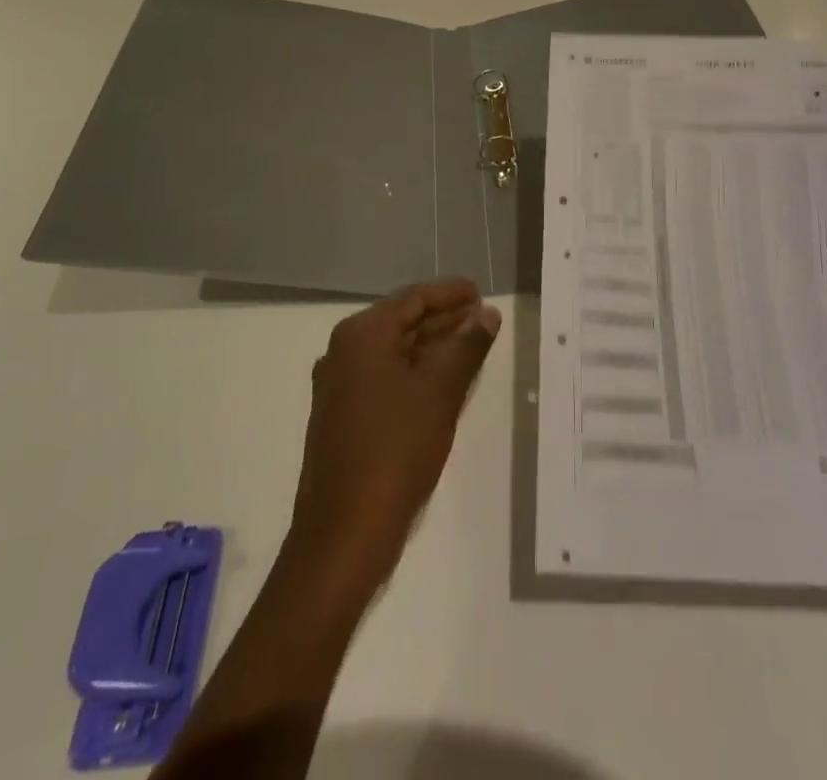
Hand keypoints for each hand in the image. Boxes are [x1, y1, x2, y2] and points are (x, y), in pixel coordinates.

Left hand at [288, 279, 501, 594]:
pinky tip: (444, 383)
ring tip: (472, 347)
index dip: (450, 293)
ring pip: (394, 351)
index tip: (481, 292)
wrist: (343, 534)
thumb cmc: (395, 450)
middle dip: (443, 319)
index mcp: (361, 335)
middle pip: (402, 321)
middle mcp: (343, 351)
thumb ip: (466, 346)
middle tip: (483, 319)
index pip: (413, 298)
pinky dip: (416, 372)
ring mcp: (339, 386)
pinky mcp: (342, 416)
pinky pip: (385, 377)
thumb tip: (487, 313)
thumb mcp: (439, 391)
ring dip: (432, 346)